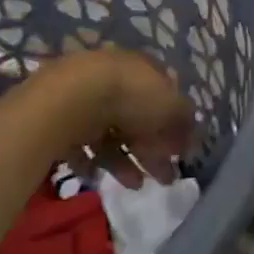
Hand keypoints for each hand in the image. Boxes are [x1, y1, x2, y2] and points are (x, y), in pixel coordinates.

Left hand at [39, 47, 195, 187]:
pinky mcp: (60, 118)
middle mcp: (114, 77)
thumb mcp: (172, 107)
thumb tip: (193, 133)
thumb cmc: (131, 97)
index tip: (181, 151)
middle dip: (153, 150)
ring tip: (135, 186)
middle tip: (164, 178)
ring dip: (126, 162)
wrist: (71, 99)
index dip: (175, 124)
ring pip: (111, 134)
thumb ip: (186, 120)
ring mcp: (85, 97)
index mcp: (142, 68)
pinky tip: (99, 177)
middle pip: (138, 117)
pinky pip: (81, 144)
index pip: (164, 95)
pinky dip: (92, 162)